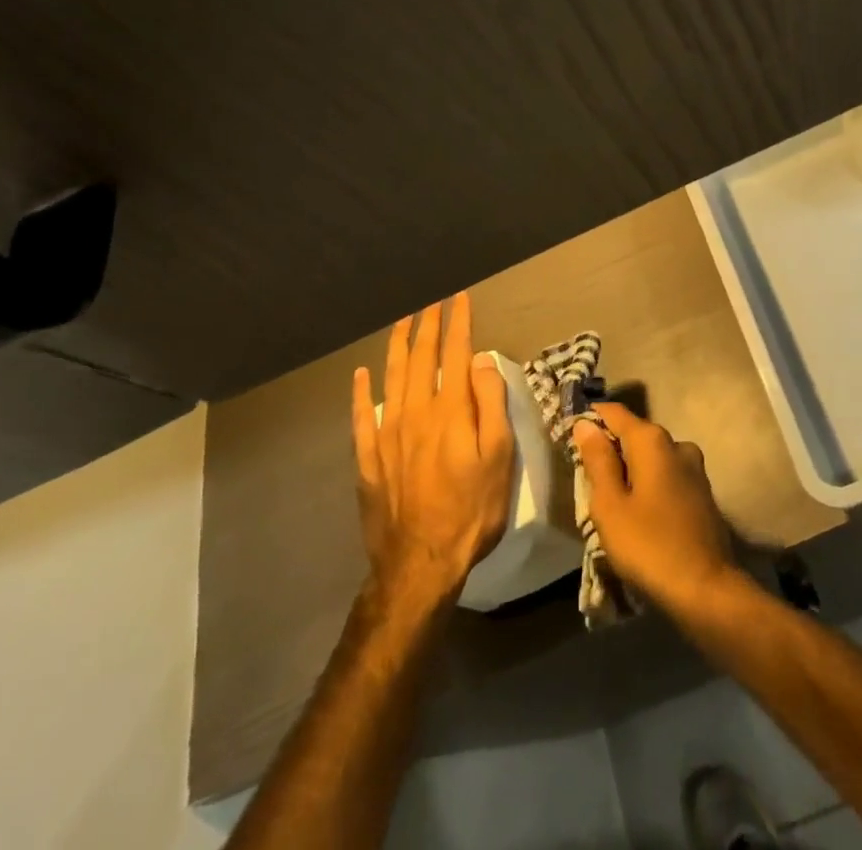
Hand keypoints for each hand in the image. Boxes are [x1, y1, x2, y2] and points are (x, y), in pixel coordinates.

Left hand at [351, 293, 514, 610]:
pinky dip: (361, 391)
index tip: (459, 298)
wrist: (421, 563)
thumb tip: (481, 360)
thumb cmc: (472, 509)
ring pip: (391, 377)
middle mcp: (416, 411)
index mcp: (451, 410)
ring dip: (397, 346)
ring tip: (402, 322)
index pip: (455, 353)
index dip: (458, 323)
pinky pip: (362, 416)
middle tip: (431, 303)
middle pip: (421, 358)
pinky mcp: (369, 458)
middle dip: (427, 326)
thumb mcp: (500, 456)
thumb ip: (491, 403)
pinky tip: (361, 374)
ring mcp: (388, 434)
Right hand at [574, 403, 739, 616]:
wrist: (706, 590)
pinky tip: (640, 511)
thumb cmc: (649, 546)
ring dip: (631, 469)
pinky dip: (650, 483)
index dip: (591, 418)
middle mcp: (676, 443)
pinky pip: (667, 474)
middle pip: (634, 433)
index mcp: (652, 440)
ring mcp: (694, 467)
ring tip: (612, 500)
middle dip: (611, 448)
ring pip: (652, 456)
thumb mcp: (610, 506)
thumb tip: (586, 423)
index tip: (570, 434)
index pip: (615, 413)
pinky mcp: (703, 491)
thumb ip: (598, 460)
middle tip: (586, 477)